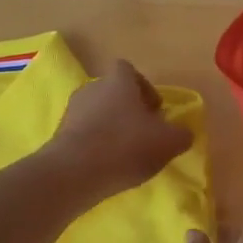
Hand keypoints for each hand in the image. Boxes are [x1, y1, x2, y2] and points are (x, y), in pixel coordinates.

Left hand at [44, 60, 192, 201]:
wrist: (75, 172)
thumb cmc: (126, 146)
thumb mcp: (168, 142)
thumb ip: (181, 134)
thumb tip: (182, 133)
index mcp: (118, 81)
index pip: (129, 70)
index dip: (144, 87)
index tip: (155, 111)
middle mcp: (92, 88)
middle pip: (112, 92)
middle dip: (128, 110)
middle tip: (143, 133)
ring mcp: (72, 110)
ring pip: (97, 113)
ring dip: (111, 127)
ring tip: (125, 153)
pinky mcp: (60, 134)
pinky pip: (83, 133)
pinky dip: (96, 144)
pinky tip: (106, 165)